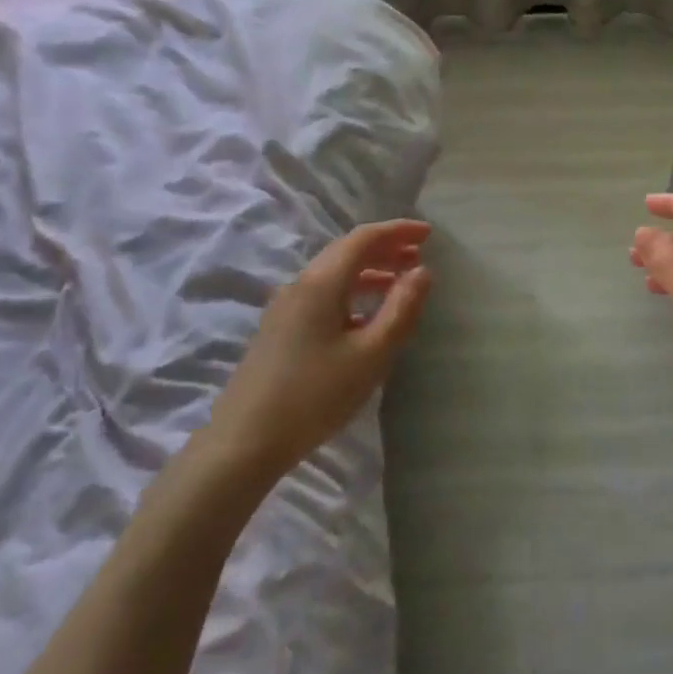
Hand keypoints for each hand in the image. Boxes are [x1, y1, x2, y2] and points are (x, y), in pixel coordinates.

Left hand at [203, 219, 432, 487]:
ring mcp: (284, 308)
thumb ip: (401, 309)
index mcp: (321, 283)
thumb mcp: (371, 354)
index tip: (428, 234)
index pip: (363, 239)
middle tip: (419, 255)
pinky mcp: (279, 330)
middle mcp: (300, 285)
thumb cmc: (315, 395)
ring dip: (369, 271)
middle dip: (385, 248)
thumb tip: (422, 272)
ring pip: (333, 274)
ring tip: (400, 283)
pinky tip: (366, 316)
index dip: (398, 231)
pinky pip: (322, 294)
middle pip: (346, 251)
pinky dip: (352, 291)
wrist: (243, 442)